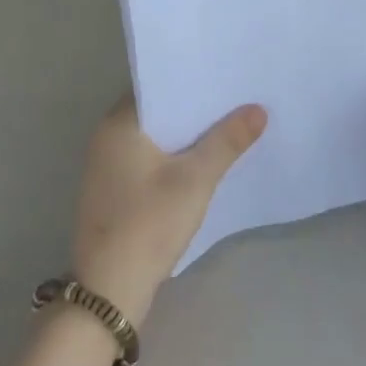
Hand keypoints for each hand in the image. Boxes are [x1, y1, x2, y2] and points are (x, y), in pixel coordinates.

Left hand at [70, 98, 267, 322]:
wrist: (108, 292)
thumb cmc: (148, 223)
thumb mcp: (196, 179)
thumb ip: (227, 141)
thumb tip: (258, 109)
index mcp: (119, 123)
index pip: (157, 84)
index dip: (190, 78)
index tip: (223, 73)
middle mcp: (106, 137)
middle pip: (157, 110)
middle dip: (193, 107)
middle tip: (234, 96)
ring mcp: (106, 166)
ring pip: (153, 136)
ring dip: (184, 133)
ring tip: (226, 123)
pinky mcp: (113, 190)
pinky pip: (147, 158)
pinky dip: (172, 155)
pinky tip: (201, 160)